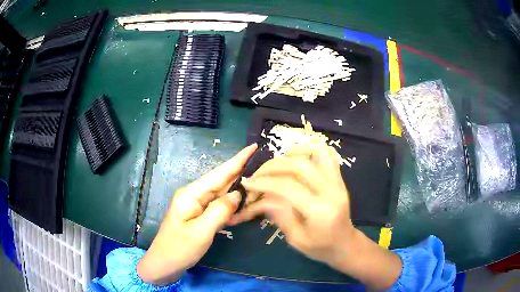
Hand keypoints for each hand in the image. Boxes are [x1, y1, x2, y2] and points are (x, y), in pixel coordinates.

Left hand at [137, 144, 257, 284]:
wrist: (164, 264)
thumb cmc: (179, 249)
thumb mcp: (201, 231)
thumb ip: (220, 211)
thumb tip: (238, 194)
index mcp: (192, 194)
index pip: (219, 173)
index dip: (238, 160)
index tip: (253, 147)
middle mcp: (195, 195)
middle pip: (222, 181)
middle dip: (242, 172)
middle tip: (264, 166)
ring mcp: (197, 206)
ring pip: (223, 194)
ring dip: (240, 191)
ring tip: (260, 185)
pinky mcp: (200, 216)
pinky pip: (220, 207)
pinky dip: (233, 207)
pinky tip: (245, 208)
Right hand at [229, 143, 401, 289]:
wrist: (345, 244)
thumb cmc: (320, 247)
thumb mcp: (295, 239)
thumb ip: (279, 214)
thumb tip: (261, 195)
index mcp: (319, 211)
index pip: (288, 187)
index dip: (264, 183)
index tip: (247, 183)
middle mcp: (331, 191)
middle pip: (300, 165)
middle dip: (273, 166)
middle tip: (258, 174)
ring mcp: (338, 182)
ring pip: (317, 152)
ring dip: (293, 153)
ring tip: (277, 164)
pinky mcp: (339, 178)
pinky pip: (327, 154)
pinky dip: (310, 149)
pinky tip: (296, 158)